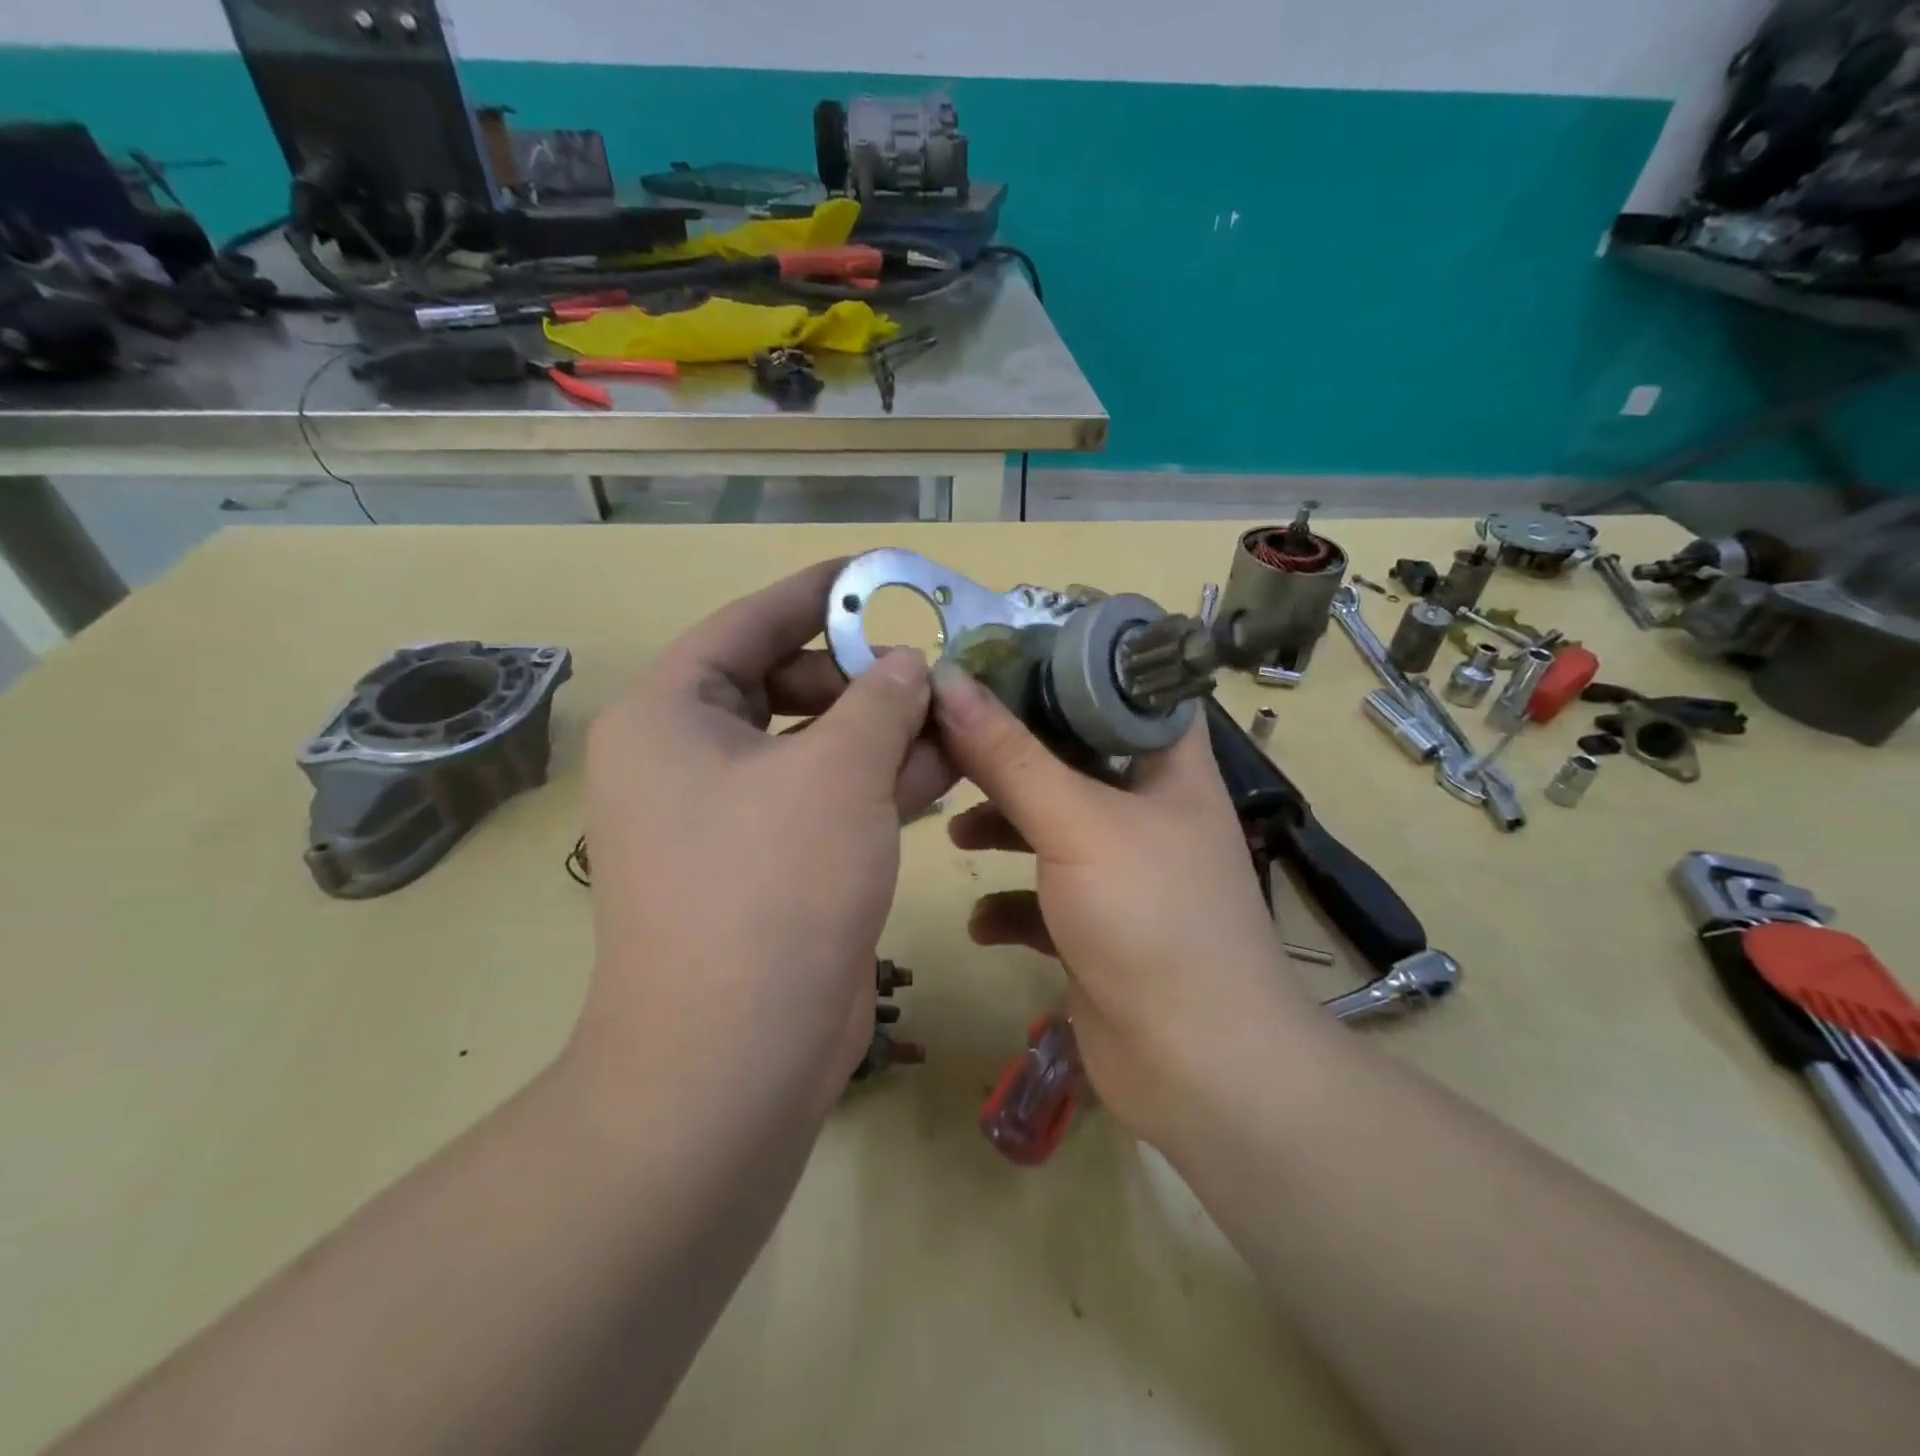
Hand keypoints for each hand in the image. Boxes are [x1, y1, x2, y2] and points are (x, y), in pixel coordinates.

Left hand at [572, 561, 952, 1119]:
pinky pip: (827, 800)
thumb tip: (906, 666)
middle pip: (785, 685)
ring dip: (883, 731)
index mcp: (672, 716)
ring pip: (816, 747)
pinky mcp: (770, 866)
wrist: (735, 1058)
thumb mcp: (837, 772)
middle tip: (934, 667)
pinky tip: (946, 767)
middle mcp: (689, 760)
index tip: (878, 574)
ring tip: (955, 711)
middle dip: (864, 676)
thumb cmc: (773, 887)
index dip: (817, 595)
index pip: (749, 624)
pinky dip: (880, 783)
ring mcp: (730, 818)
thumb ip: (879, 702)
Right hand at [931, 666, 1318, 1145]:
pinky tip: (982, 923)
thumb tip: (949, 683)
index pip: (1122, 690)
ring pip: (1051, 827)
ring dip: (1003, 828)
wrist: (1197, 1066)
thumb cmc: (1151, 918)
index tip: (996, 658)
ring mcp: (1123, 872)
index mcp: (1167, 767)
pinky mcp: (1098, 928)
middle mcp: (1148, 811)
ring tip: (956, 832)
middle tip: (951, 741)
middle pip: (1071, 758)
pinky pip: (1043, 898)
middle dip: (1011, 755)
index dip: (1064, 667)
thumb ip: (1011, 757)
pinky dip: (1010, 903)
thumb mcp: (1077, 824)